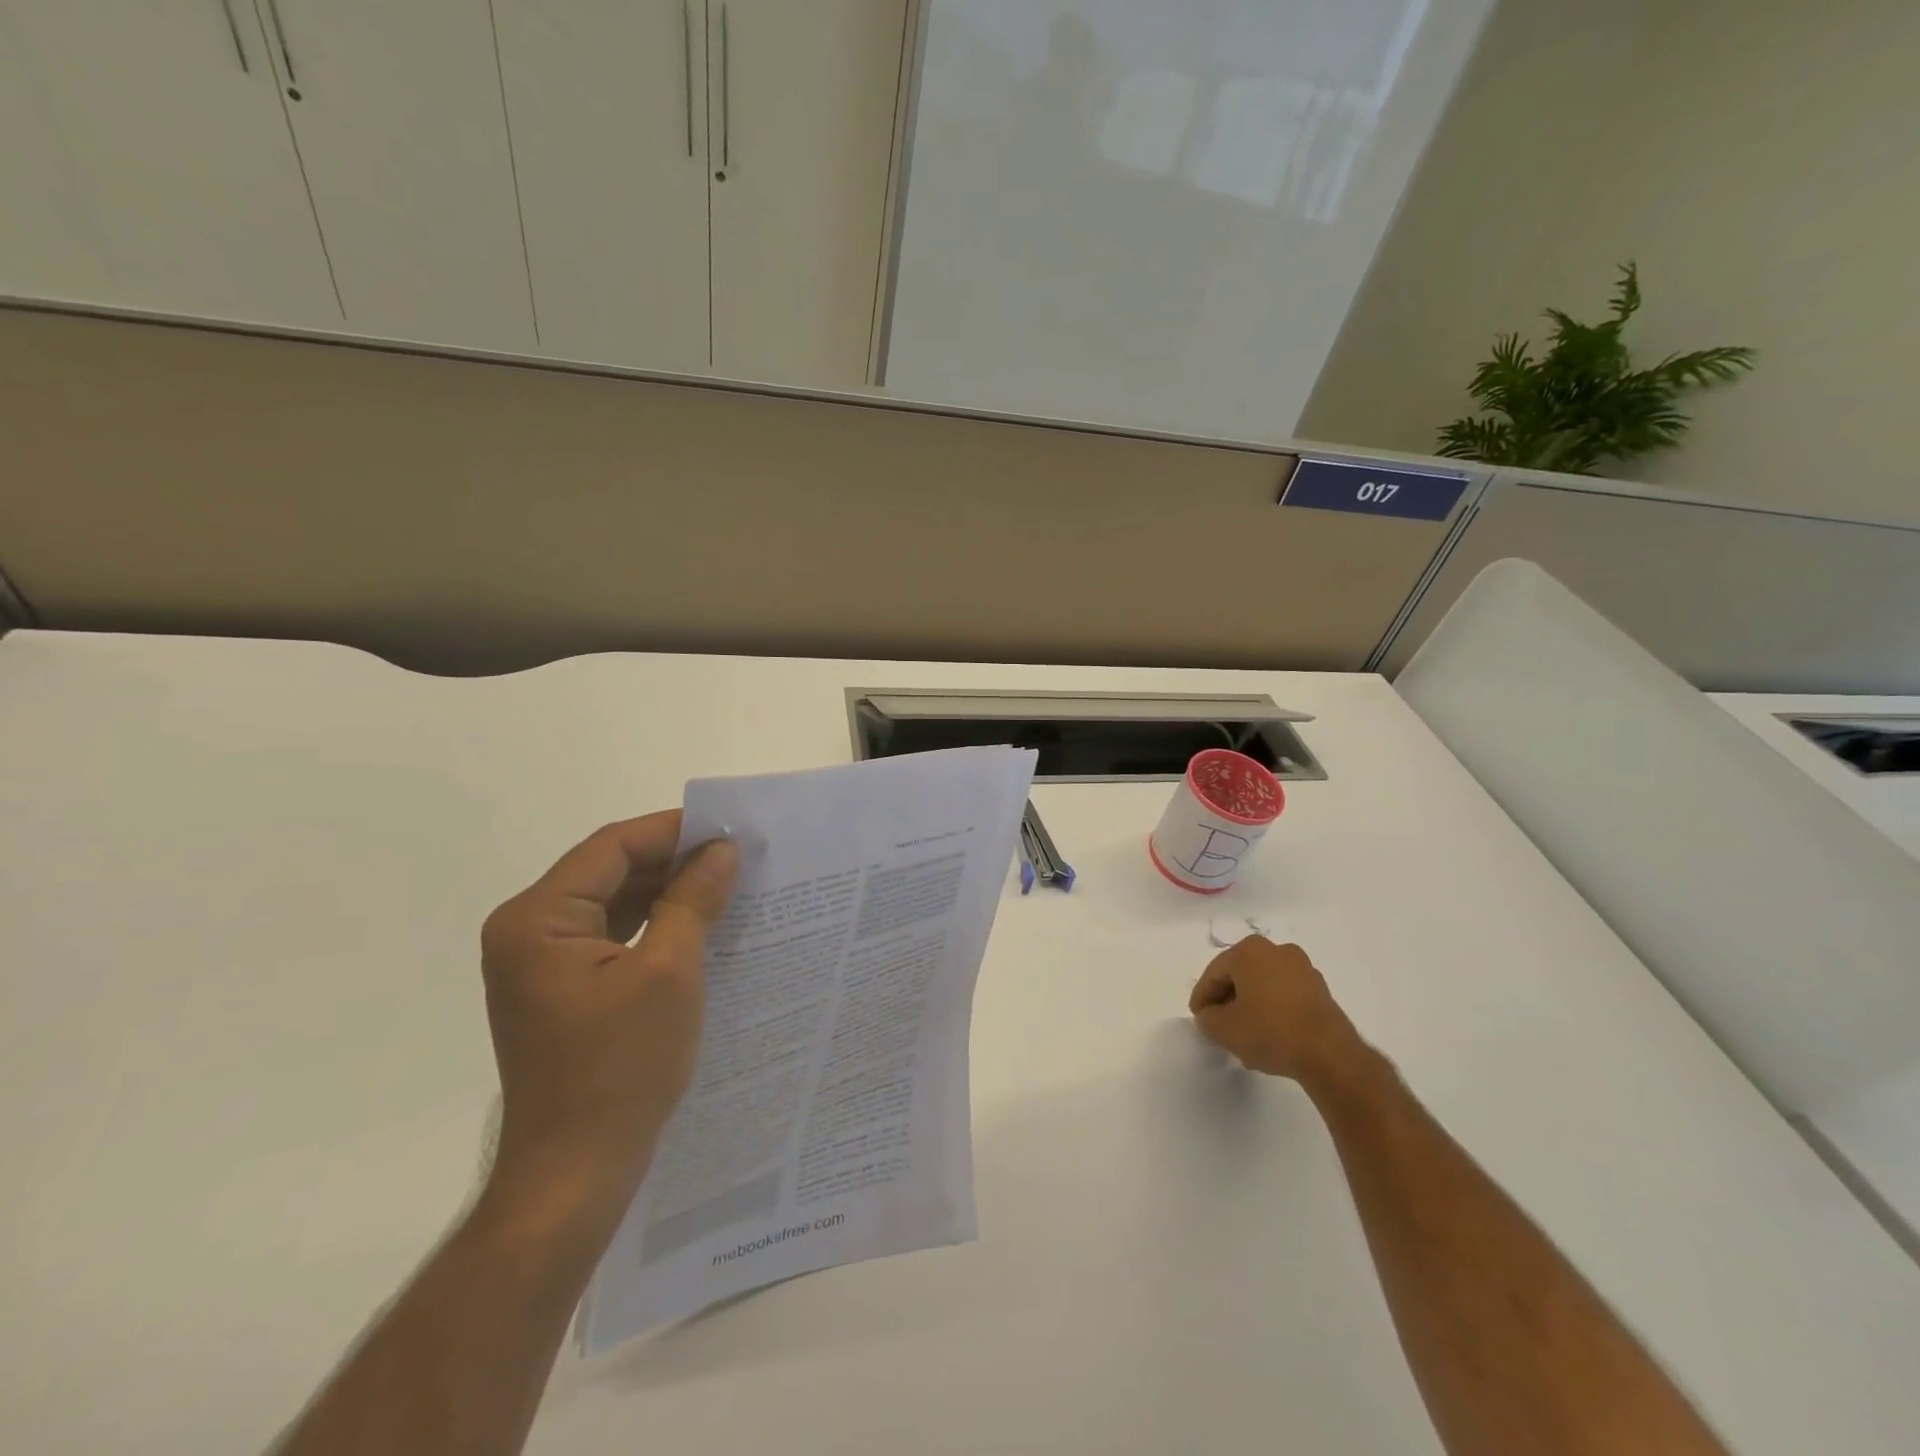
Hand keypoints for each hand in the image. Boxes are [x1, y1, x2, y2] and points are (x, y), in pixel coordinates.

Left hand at [479, 812, 738, 1227]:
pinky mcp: (563, 988)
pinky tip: (700, 923)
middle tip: (737, 855)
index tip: (731, 829)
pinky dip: (655, 923)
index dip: (673, 832)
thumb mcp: (669, 972)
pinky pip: (613, 935)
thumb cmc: (621, 1067)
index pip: (612, 848)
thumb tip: (723, 849)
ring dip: (667, 891)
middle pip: (609, 871)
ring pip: (614, 902)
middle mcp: (528, 931)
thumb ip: (693, 900)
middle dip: (674, 861)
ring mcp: (541, 963)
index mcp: (537, 919)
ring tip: (727, 882)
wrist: (576, 1172)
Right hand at [1189, 936, 1367, 1086]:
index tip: (1199, 1019)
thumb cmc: (1270, 1032)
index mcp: (1248, 951)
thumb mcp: (1223, 1029)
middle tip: (1219, 1025)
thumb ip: (1206, 1018)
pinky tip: (1269, 1033)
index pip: (1214, 974)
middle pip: (1239, 975)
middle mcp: (1275, 950)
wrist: (1329, 1055)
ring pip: (1262, 984)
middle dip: (1227, 1000)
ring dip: (1250, 1005)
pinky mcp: (1320, 988)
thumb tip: (1210, 1014)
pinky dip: (1273, 1008)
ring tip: (1244, 1034)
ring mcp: (1302, 967)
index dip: (1202, 998)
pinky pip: (1284, 994)